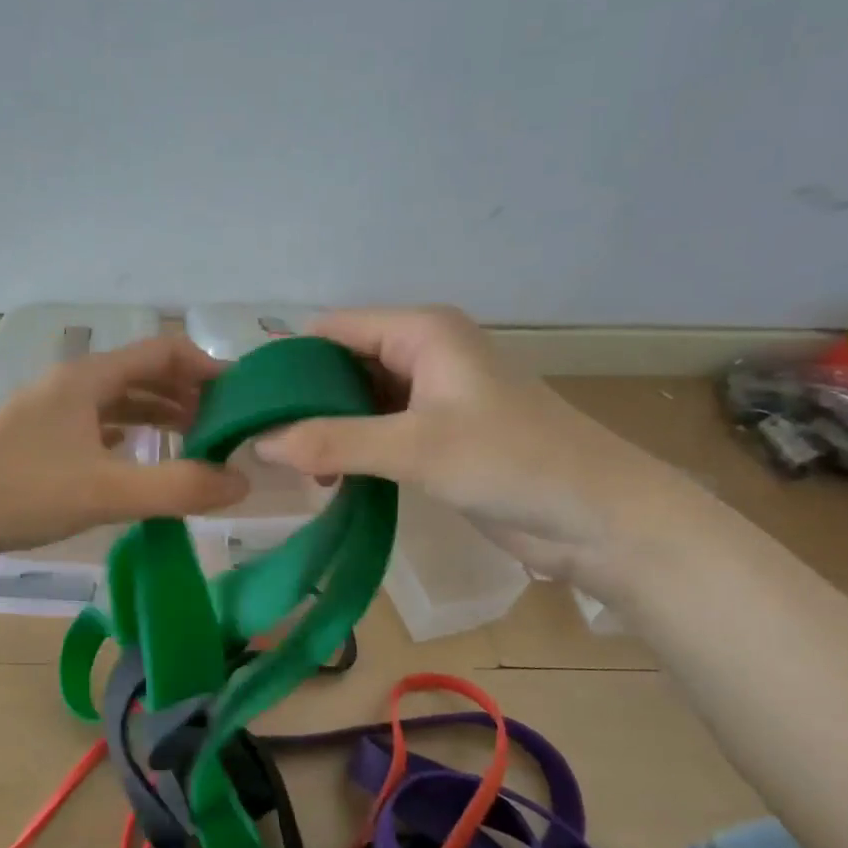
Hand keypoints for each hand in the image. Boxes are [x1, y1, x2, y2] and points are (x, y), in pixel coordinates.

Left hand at [0, 334, 249, 582]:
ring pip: (118, 405)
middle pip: (142, 376)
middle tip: (226, 428)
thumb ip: (178, 487)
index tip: (242, 397)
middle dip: (187, 396)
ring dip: (158, 418)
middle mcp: (70, 388)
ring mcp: (50, 417)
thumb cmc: (18, 492)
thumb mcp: (106, 491)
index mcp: (88, 379)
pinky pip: (96, 432)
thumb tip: (242, 482)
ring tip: (195, 444)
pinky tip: (138, 462)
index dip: (207, 367)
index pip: (162, 352)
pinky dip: (127, 440)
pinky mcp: (36, 448)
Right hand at [253, 307, 678, 581]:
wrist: (601, 518)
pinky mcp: (438, 436)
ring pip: (358, 402)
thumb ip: (334, 442)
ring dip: (325, 430)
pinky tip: (324, 479)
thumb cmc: (513, 462)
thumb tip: (260, 442)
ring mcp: (431, 397)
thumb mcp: (415, 447)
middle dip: (303, 400)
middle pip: (342, 364)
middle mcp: (423, 353)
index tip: (246, 402)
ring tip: (285, 467)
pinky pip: (378, 432)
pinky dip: (350, 450)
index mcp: (421, 331)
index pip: (332, 329)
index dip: (288, 360)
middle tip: (257, 441)